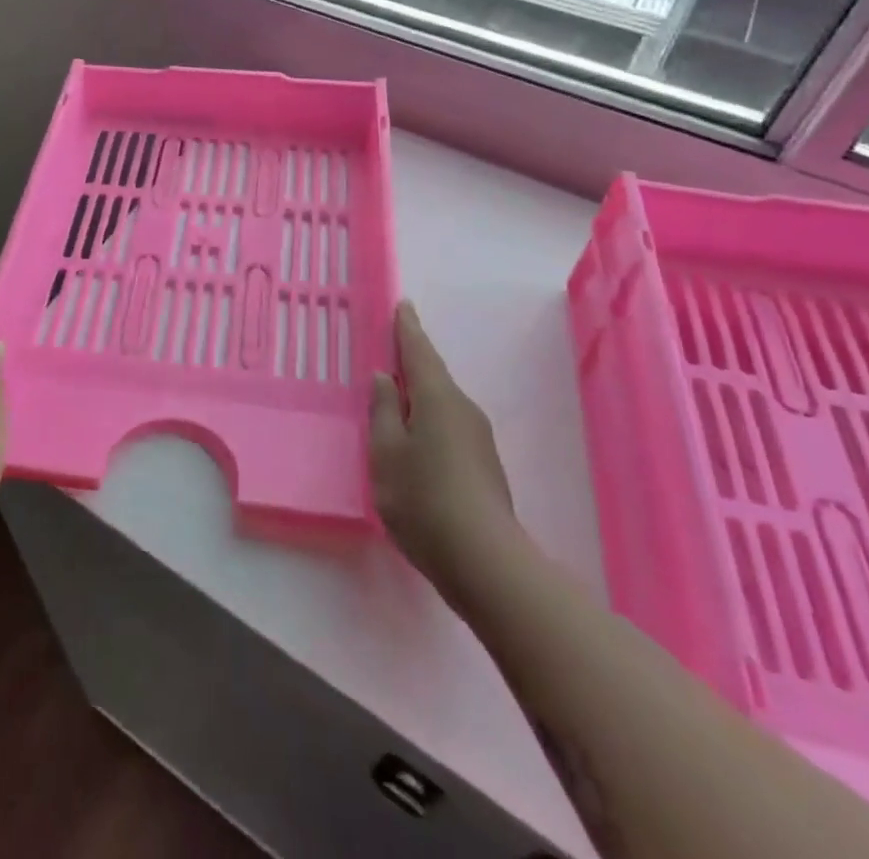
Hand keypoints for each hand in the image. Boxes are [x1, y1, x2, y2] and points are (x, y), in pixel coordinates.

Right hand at [370, 301, 515, 584]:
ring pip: (442, 403)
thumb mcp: (386, 452)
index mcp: (437, 398)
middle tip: (389, 349)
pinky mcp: (483, 465)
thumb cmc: (423, 498)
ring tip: (396, 396)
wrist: (485, 562)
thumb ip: (383, 411)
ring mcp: (478, 439)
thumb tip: (386, 378)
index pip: (419, 351)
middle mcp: (463, 409)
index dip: (407, 328)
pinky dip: (429, 418)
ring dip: (420, 393)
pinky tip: (415, 438)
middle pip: (433, 375)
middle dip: (412, 360)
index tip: (402, 305)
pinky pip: (449, 425)